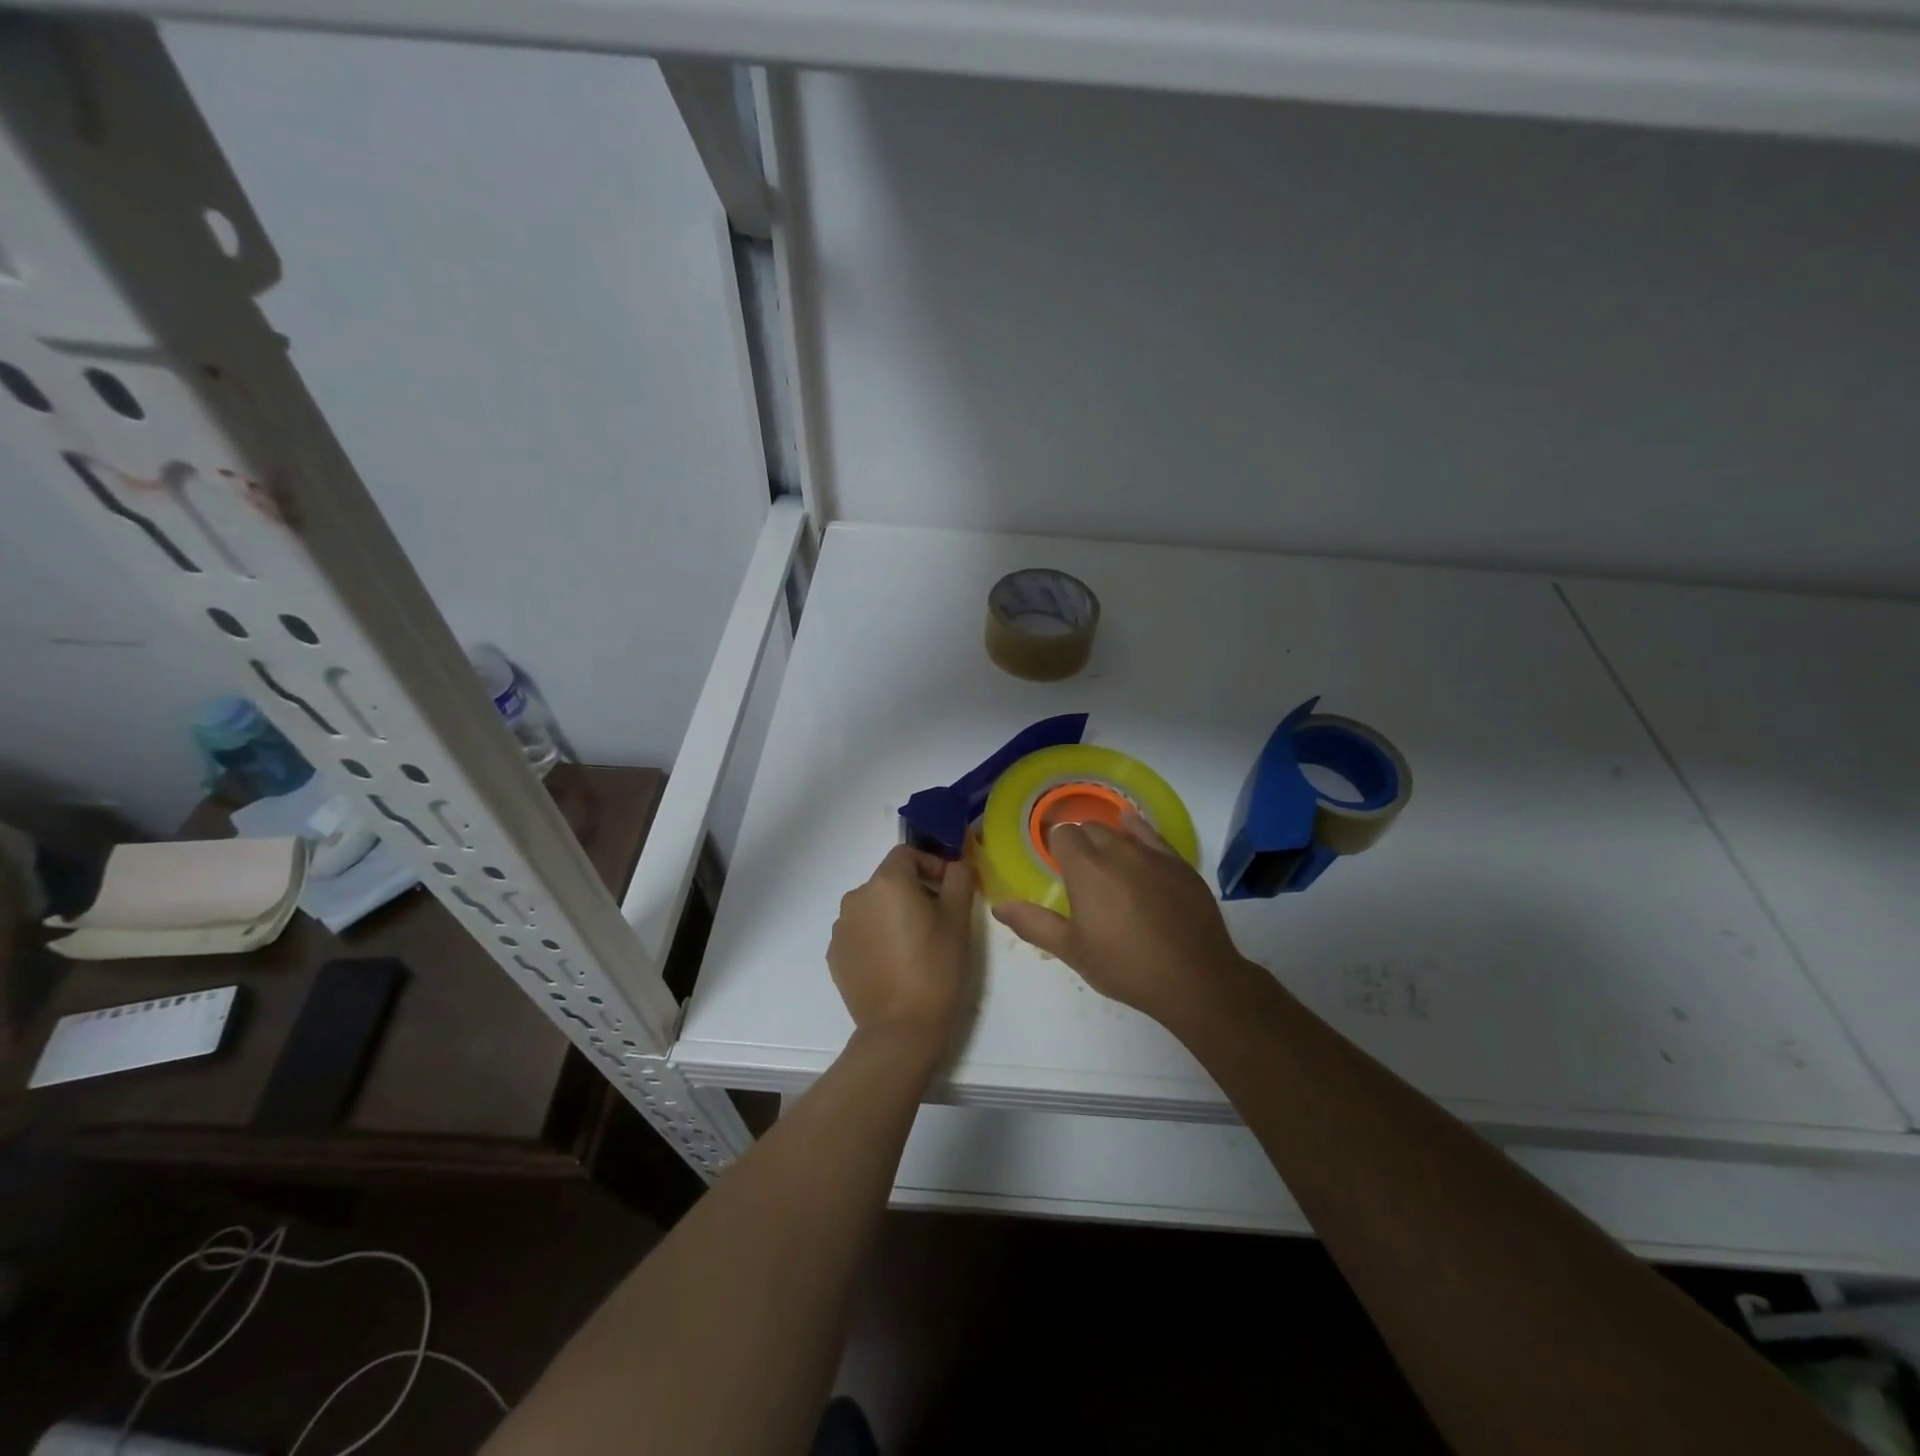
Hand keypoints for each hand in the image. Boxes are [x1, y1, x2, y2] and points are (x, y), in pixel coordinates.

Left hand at [829, 844, 979, 1056]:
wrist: (901, 1028)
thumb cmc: (936, 967)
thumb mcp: (958, 919)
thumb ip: (959, 879)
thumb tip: (956, 864)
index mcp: (886, 882)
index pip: (907, 854)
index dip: (931, 864)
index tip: (949, 889)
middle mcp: (856, 897)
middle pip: (889, 880)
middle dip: (914, 891)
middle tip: (938, 920)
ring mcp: (841, 927)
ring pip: (873, 906)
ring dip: (893, 914)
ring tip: (915, 945)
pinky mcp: (835, 955)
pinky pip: (860, 932)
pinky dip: (877, 937)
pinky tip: (894, 963)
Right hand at [993, 813, 1251, 1027]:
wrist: (1194, 978)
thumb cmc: (1125, 966)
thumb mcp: (1072, 950)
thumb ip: (1033, 923)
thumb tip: (999, 906)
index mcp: (1085, 868)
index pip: (1062, 836)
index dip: (1056, 849)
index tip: (1057, 868)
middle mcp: (1117, 850)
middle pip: (1090, 828)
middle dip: (1080, 842)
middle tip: (1080, 873)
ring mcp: (1152, 853)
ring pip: (1121, 830)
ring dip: (1108, 839)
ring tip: (1108, 862)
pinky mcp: (1179, 863)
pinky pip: (1153, 835)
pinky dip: (1138, 831)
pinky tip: (1134, 831)